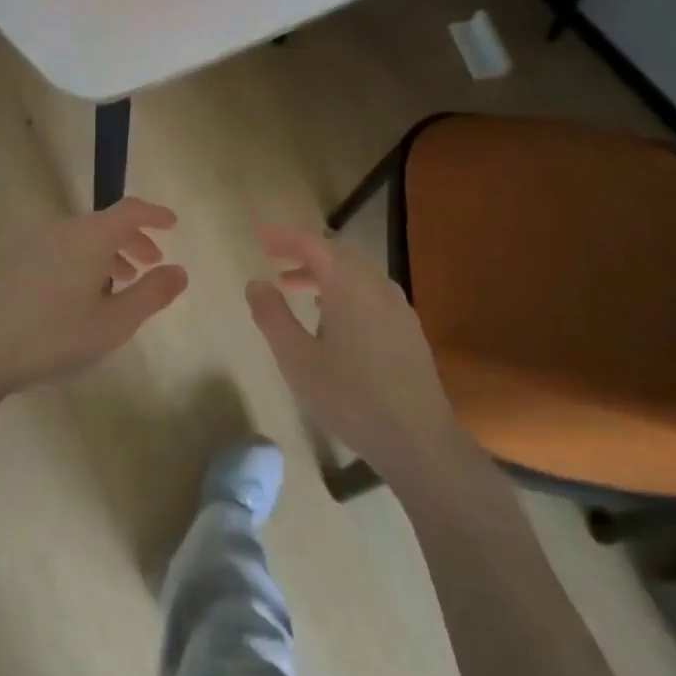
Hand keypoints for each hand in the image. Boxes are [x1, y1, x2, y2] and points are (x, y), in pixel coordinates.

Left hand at [0, 198, 187, 400]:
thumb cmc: (54, 336)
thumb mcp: (115, 323)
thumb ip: (152, 294)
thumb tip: (180, 271)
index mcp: (89, 235)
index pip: (130, 210)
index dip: (154, 215)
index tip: (171, 223)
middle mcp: (60, 227)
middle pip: (103, 224)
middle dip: (131, 241)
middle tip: (148, 265)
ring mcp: (29, 240)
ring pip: (78, 238)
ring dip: (103, 254)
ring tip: (114, 286)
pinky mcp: (8, 258)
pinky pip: (55, 248)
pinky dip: (76, 260)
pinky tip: (74, 295)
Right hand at [245, 224, 460, 483]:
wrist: (419, 440)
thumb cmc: (350, 397)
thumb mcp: (298, 359)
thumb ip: (273, 316)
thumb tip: (256, 283)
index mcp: (349, 284)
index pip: (312, 243)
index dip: (283, 236)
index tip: (259, 235)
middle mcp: (377, 285)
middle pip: (336, 254)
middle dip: (302, 251)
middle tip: (272, 256)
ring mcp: (397, 306)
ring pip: (354, 274)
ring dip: (322, 273)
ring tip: (293, 286)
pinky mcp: (407, 329)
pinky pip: (369, 292)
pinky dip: (342, 290)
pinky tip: (331, 317)